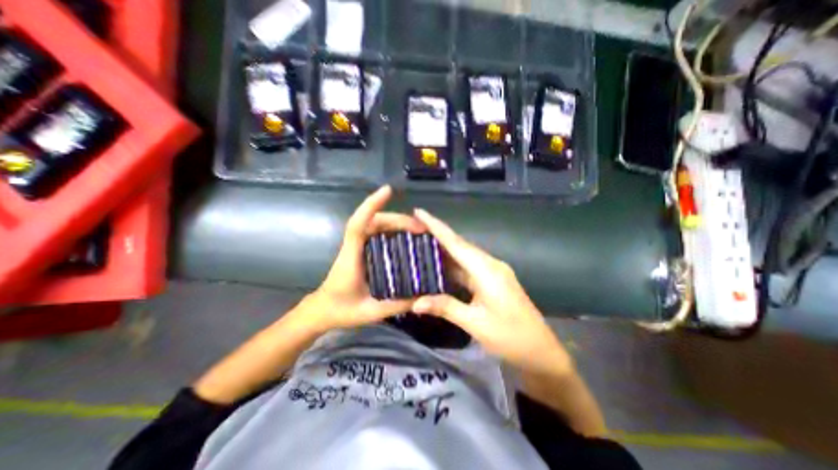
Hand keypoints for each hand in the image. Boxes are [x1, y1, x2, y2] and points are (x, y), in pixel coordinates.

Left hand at [293, 186, 422, 335]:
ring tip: (419, 231)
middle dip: (398, 219)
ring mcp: (357, 247)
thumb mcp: (371, 312)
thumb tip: (423, 297)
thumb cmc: (341, 310)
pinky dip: (393, 230)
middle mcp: (354, 246)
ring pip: (376, 225)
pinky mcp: (362, 250)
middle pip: (373, 221)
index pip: (358, 224)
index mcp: (351, 257)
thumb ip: (396, 305)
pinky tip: (407, 238)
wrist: (322, 311)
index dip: (371, 205)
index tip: (388, 191)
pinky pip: (377, 233)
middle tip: (421, 228)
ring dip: (397, 223)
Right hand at [412, 209, 573, 374]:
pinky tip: (438, 265)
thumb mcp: (475, 323)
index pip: (455, 243)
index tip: (419, 211)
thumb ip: (445, 307)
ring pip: (463, 256)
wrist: (540, 351)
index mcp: (486, 270)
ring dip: (443, 249)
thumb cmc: (510, 336)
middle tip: (413, 227)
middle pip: (459, 245)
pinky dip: (452, 265)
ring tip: (420, 242)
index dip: (436, 226)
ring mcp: (492, 272)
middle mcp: (489, 264)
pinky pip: (468, 267)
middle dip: (437, 234)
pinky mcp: (492, 280)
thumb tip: (415, 302)